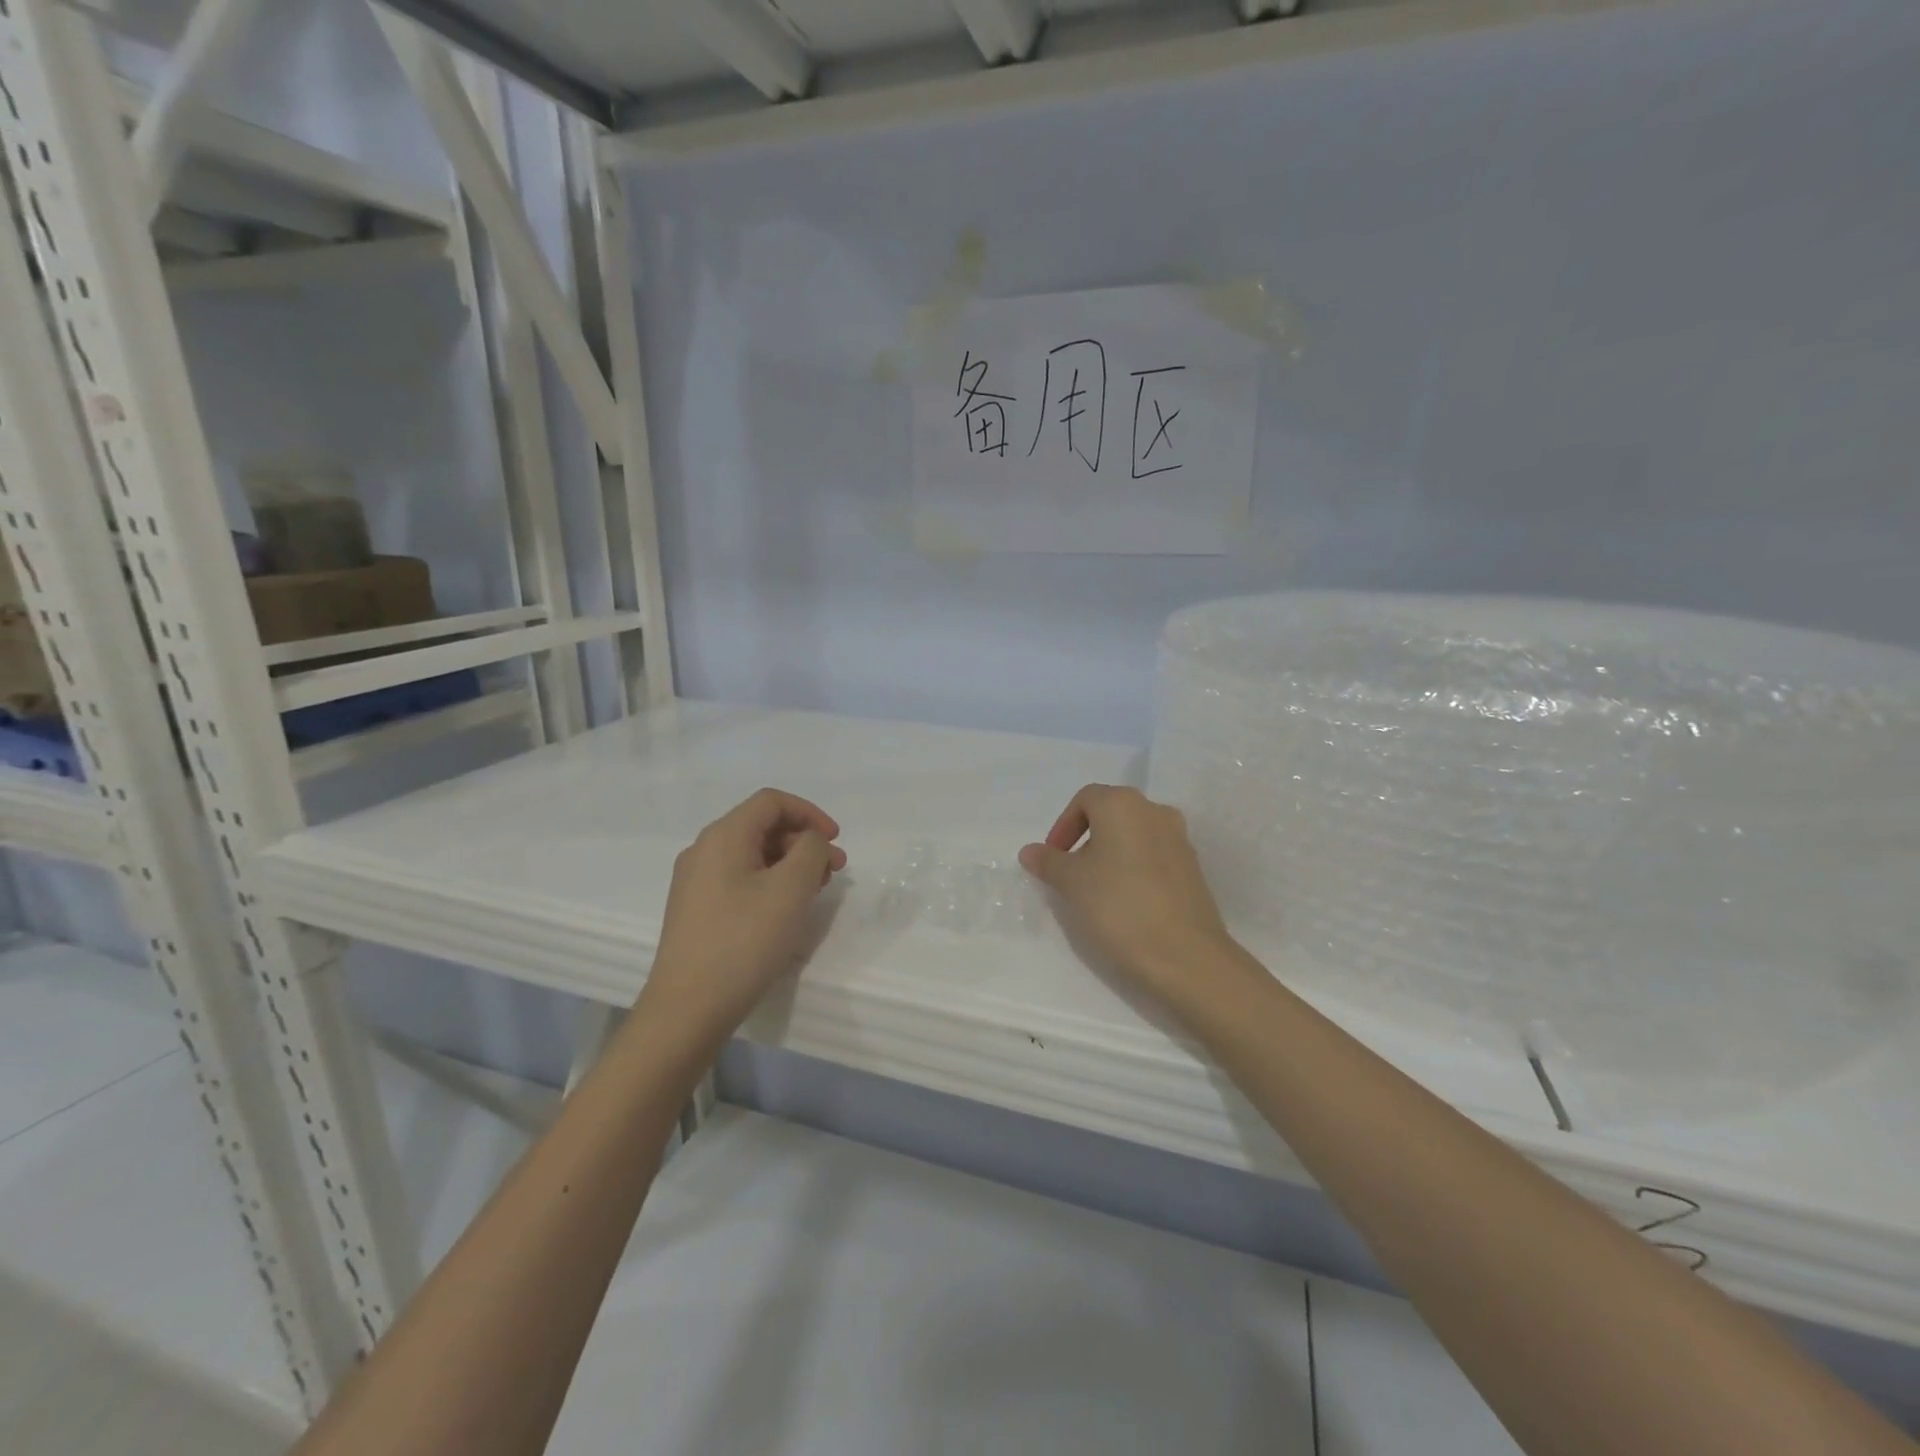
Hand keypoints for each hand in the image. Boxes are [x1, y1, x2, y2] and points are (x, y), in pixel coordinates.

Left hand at [640, 788, 846, 1046]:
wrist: (687, 1009)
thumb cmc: (743, 941)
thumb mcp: (791, 889)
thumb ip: (811, 851)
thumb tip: (809, 842)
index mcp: (723, 836)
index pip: (772, 802)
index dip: (810, 813)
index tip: (836, 841)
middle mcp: (703, 850)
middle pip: (762, 827)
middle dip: (804, 842)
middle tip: (834, 871)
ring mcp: (695, 882)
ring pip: (752, 855)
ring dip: (789, 864)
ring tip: (815, 892)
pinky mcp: (696, 911)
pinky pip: (739, 880)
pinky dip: (770, 883)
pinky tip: (785, 911)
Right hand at [1020, 784, 1244, 1012]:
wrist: (1185, 955)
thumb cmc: (1117, 906)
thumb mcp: (1070, 883)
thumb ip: (1048, 861)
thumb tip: (1030, 851)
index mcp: (1123, 804)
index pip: (1084, 799)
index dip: (1063, 826)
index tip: (1053, 859)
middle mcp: (1155, 811)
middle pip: (1111, 815)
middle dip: (1086, 840)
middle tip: (1070, 874)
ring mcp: (1179, 839)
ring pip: (1134, 836)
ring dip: (1111, 855)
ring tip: (1096, 891)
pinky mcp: (1193, 869)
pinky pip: (1154, 858)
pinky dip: (1134, 870)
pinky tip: (1126, 903)